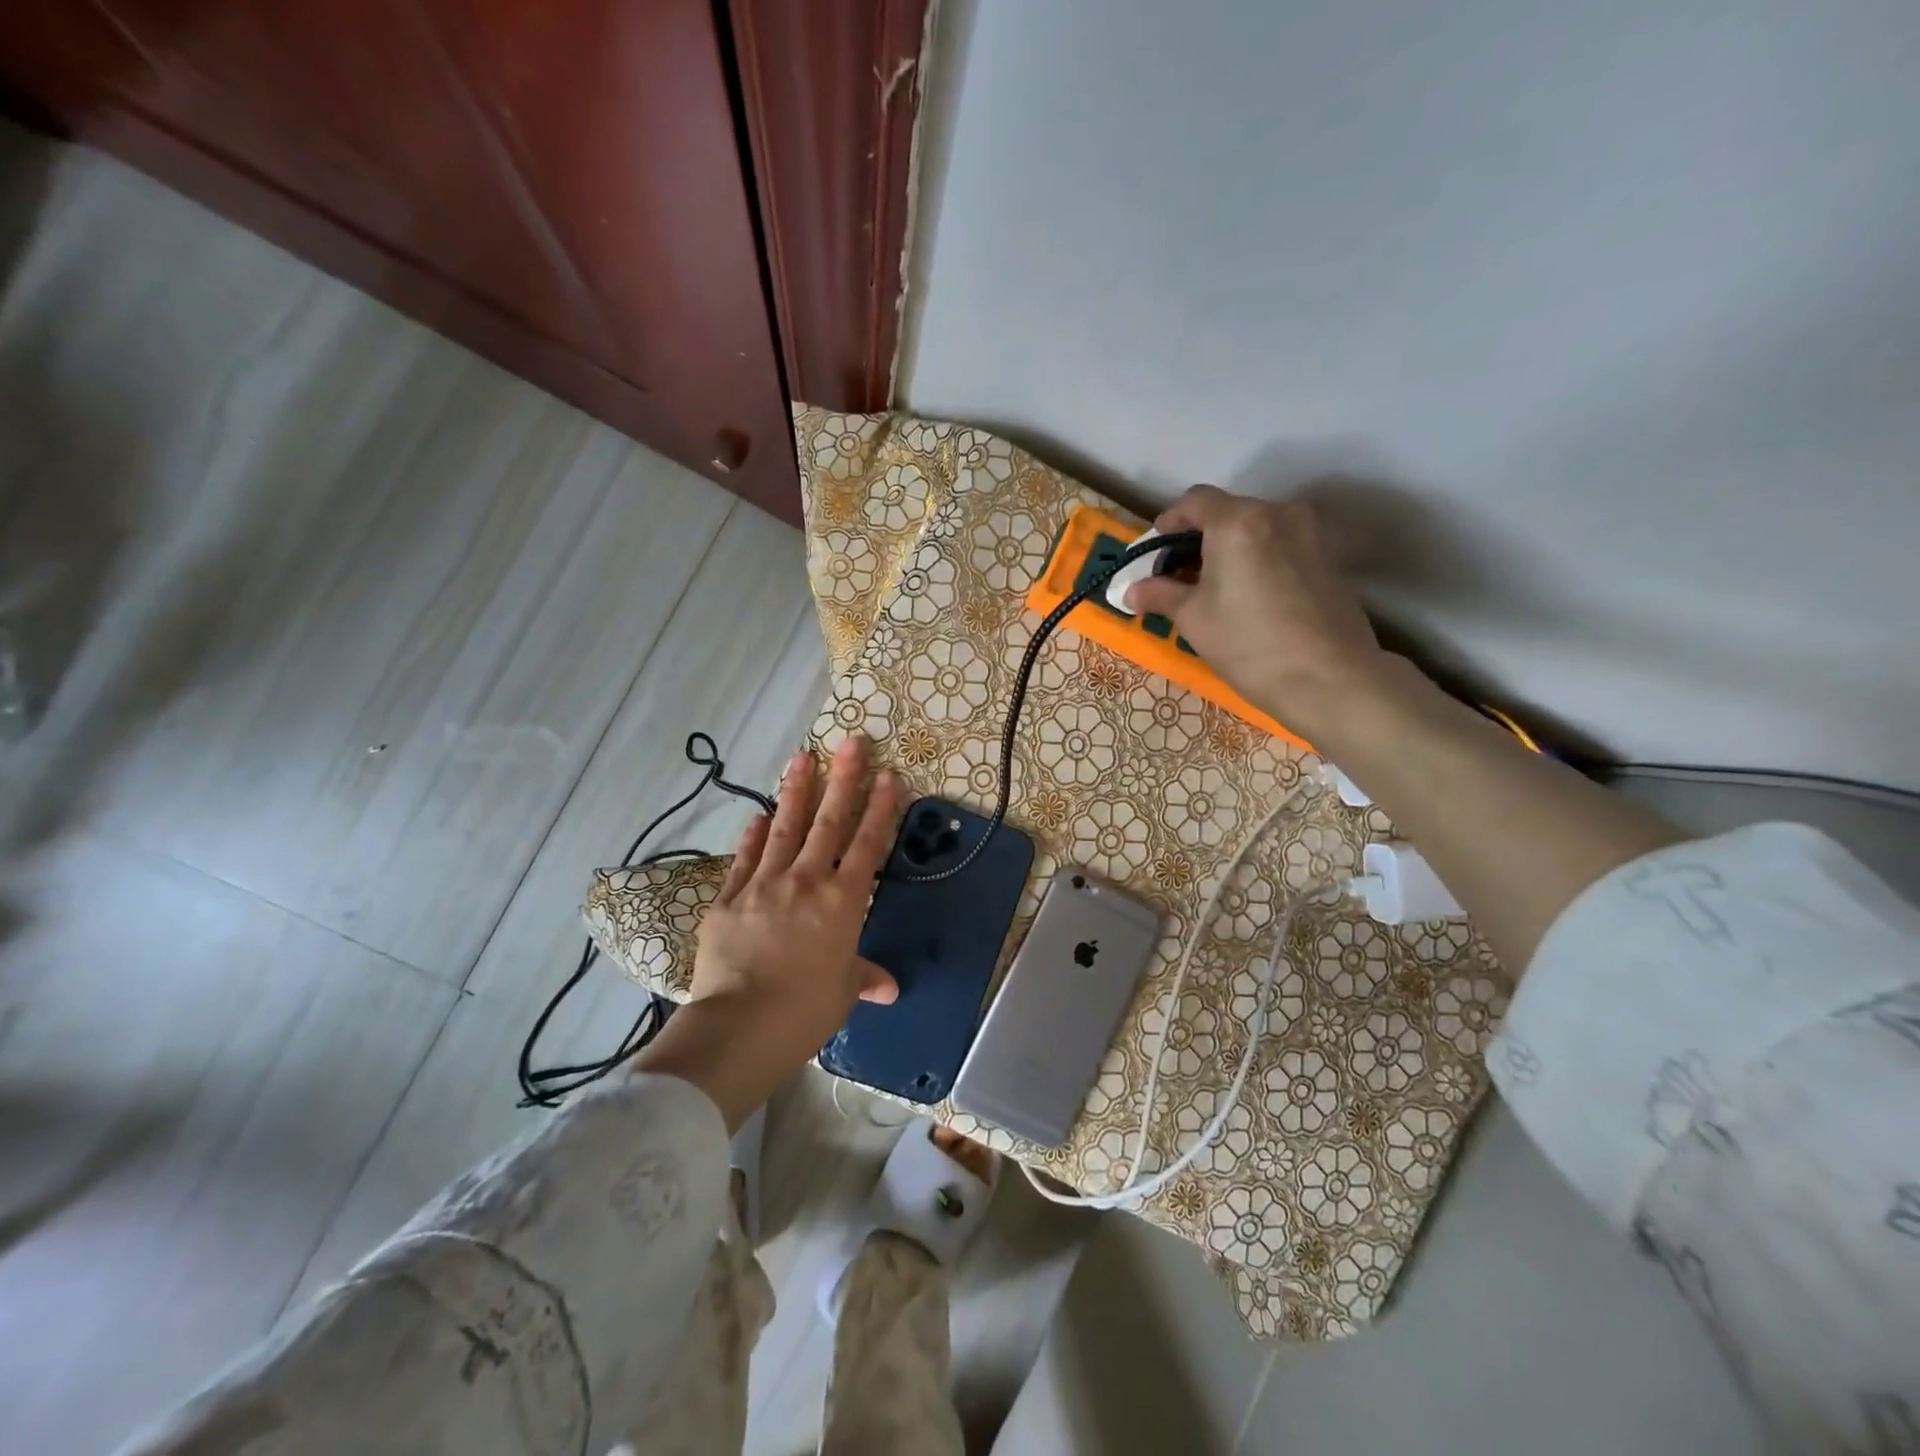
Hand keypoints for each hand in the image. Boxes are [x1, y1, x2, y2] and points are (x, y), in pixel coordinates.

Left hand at [691, 736, 899, 1049]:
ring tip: (802, 757)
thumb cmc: (805, 1009)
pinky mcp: (729, 898)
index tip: (888, 775)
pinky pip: (744, 859)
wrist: (741, 1024)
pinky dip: (753, 836)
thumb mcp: (842, 992)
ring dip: (796, 791)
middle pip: (829, 822)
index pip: (867, 844)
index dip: (881, 808)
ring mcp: (764, 884)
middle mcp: (806, 880)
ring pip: (785, 828)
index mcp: (842, 901)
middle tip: (851, 742)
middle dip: (843, 779)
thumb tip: (888, 988)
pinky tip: (758, 816)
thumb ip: (863, 977)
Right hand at [1123, 485, 1388, 735]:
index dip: (1169, 523)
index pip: (1194, 501)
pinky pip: (1282, 546)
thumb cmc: (1249, 644)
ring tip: (1217, 590)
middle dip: (1200, 539)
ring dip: (1231, 550)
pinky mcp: (1330, 557)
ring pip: (1257, 529)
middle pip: (1228, 512)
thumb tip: (1131, 591)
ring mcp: (1310, 533)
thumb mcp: (1193, 619)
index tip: (1157, 555)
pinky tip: (1252, 599)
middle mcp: (1278, 514)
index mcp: (1238, 521)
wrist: (1328, 678)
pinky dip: (1260, 560)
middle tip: (1182, 578)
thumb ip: (1160, 595)